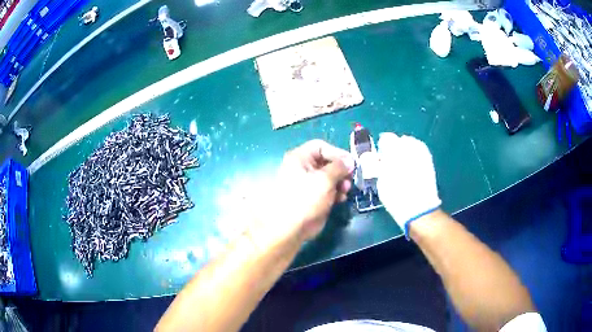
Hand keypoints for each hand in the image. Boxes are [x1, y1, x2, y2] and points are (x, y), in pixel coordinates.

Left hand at [253, 140, 354, 245]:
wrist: (291, 227)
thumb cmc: (305, 198)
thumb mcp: (324, 179)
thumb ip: (339, 167)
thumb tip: (350, 160)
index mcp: (300, 158)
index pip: (320, 146)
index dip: (336, 152)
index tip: (350, 162)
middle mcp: (303, 168)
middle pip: (327, 161)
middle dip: (341, 169)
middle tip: (350, 177)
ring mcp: (308, 184)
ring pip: (330, 176)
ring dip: (341, 181)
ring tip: (346, 189)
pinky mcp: (314, 197)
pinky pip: (328, 189)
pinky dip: (336, 192)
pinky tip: (341, 198)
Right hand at [377, 133, 440, 235]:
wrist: (419, 208)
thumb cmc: (396, 197)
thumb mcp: (381, 182)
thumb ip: (378, 166)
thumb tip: (376, 159)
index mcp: (394, 150)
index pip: (386, 138)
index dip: (382, 147)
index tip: (380, 157)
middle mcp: (409, 147)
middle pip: (400, 139)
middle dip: (395, 147)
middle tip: (391, 160)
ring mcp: (421, 152)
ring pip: (411, 143)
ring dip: (406, 149)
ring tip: (403, 162)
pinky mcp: (429, 160)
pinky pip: (420, 150)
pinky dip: (415, 154)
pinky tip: (412, 164)